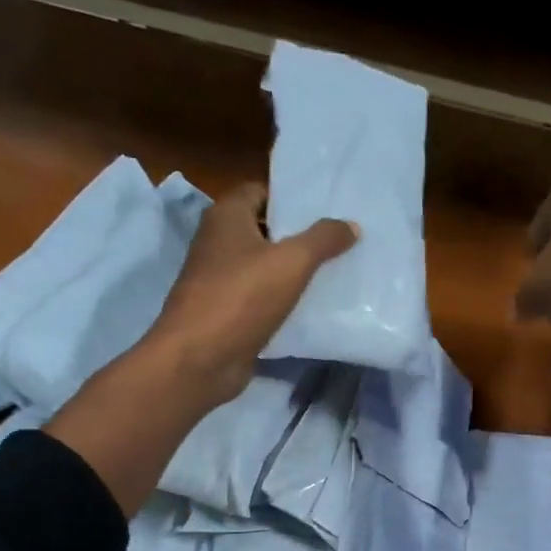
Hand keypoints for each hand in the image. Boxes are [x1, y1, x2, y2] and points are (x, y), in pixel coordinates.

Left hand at [149, 182, 358, 405]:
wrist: (199, 359)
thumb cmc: (241, 298)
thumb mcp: (291, 262)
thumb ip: (323, 239)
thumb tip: (351, 225)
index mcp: (226, 216)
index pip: (261, 190)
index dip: (292, 197)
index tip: (327, 208)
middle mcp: (219, 242)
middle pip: (265, 229)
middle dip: (299, 234)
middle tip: (340, 239)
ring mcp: (220, 279)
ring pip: (265, 265)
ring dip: (294, 269)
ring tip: (335, 269)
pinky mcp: (227, 312)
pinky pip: (262, 297)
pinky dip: (284, 299)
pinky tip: (314, 304)